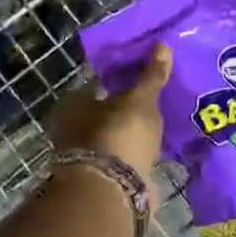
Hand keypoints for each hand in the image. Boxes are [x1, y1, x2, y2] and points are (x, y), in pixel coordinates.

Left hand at [48, 43, 173, 197]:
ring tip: (161, 122)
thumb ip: (151, 75)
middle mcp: (73, 130)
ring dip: (132, 132)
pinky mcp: (106, 179)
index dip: (118, 79)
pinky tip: (157, 147)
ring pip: (115, 136)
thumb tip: (162, 44)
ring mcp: (89, 157)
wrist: (114, 191)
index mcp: (73, 105)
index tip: (141, 77)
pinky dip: (138, 152)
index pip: (96, 84)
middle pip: (104, 112)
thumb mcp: (140, 100)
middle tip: (154, 99)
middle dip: (125, 108)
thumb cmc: (119, 134)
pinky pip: (125, 157)